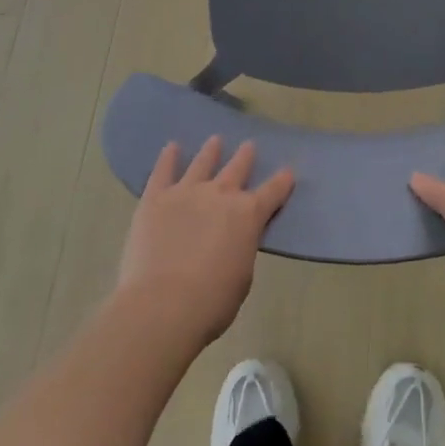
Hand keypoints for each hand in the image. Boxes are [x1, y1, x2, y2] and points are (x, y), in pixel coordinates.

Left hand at [117, 137, 293, 349]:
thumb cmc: (211, 301)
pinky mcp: (156, 198)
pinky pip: (163, 171)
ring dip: (211, 151)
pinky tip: (171, 147)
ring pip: (202, 163)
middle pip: (238, 168)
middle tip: (249, 146)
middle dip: (245, 157)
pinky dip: (168, 158)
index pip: (273, 192)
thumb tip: (233, 240)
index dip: (282, 181)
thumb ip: (241, 248)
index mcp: (249, 215)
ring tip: (215, 141)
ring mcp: (187, 192)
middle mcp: (221, 194)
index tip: (288, 171)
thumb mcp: (242, 275)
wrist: (163, 304)